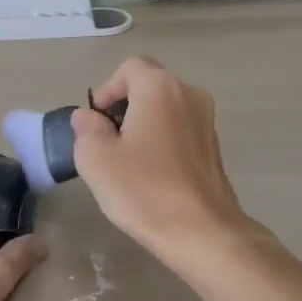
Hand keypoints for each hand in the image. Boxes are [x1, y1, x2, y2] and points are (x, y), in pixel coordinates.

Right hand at [70, 57, 253, 268]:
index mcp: (160, 87)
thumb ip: (86, 129)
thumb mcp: (95, 158)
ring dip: (143, 127)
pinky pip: (180, 132)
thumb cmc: (143, 189)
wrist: (201, 232)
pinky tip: (152, 176)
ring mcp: (207, 121)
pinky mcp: (215, 148)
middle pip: (148, 88)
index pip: (129, 68)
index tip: (95, 123)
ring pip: (165, 111)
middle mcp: (189, 94)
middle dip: (124, 109)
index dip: (107, 91)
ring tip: (127, 164)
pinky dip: (162, 143)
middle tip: (106, 145)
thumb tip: (89, 118)